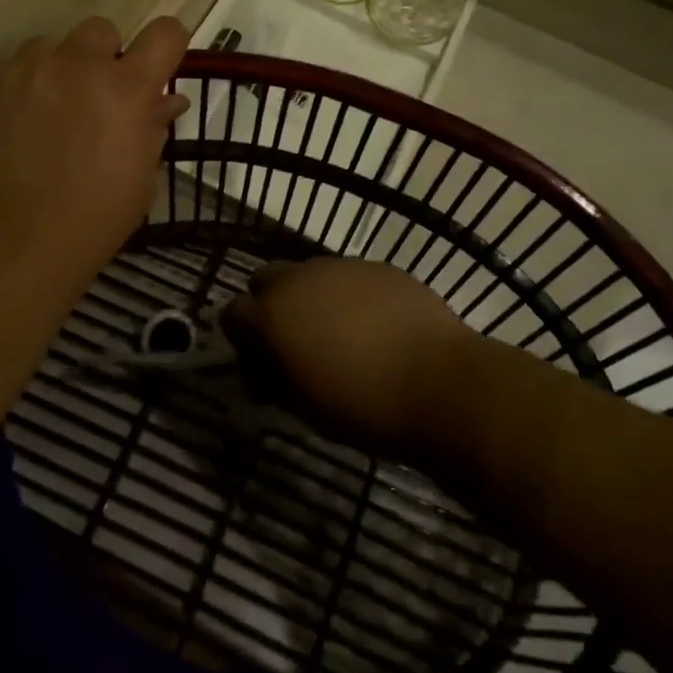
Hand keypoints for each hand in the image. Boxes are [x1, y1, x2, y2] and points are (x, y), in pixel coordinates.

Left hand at [0, 16, 189, 289]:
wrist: (14, 247)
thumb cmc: (95, 218)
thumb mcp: (143, 176)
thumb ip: (154, 127)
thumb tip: (165, 100)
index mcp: (127, 88)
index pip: (165, 33)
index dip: (166, 45)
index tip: (158, 66)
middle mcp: (78, 66)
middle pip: (100, 29)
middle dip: (104, 56)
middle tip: (95, 95)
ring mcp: (25, 72)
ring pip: (48, 46)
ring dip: (56, 69)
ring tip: (46, 110)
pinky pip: (7, 71)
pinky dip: (15, 90)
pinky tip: (11, 127)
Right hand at [225, 258, 475, 457]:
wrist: (438, 381)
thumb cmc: (362, 406)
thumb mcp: (304, 407)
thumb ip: (274, 380)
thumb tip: (264, 371)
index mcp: (274, 313)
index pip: (233, 313)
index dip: (241, 338)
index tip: (259, 362)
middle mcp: (300, 277)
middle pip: (266, 279)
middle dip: (270, 305)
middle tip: (292, 341)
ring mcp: (341, 266)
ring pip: (309, 273)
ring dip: (310, 297)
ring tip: (336, 333)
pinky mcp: (377, 266)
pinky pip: (348, 276)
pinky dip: (348, 295)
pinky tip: (372, 325)